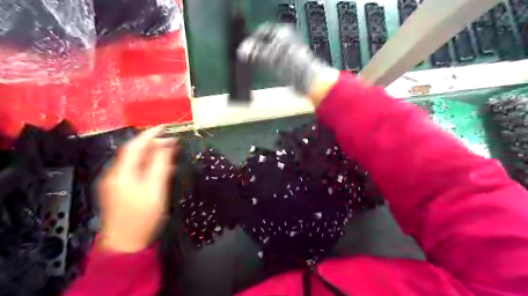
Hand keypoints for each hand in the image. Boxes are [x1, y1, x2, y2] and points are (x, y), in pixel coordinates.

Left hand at [96, 126, 175, 253]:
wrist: (125, 243)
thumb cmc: (144, 218)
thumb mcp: (157, 190)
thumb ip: (161, 165)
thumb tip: (168, 144)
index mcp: (123, 173)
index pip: (136, 145)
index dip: (151, 133)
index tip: (166, 126)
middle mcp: (114, 173)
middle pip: (132, 151)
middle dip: (151, 142)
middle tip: (171, 141)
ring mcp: (113, 181)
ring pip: (132, 159)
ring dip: (149, 151)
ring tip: (166, 151)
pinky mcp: (116, 187)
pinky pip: (131, 168)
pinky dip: (144, 162)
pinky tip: (155, 166)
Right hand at [238, 22, 337, 102]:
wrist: (308, 81)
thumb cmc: (294, 65)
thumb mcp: (271, 56)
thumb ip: (255, 52)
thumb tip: (242, 50)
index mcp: (283, 33)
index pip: (262, 31)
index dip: (252, 39)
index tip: (244, 48)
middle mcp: (286, 42)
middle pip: (266, 42)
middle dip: (256, 49)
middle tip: (247, 56)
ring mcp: (288, 54)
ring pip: (269, 53)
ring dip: (260, 58)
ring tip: (252, 63)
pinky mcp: (288, 66)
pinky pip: (274, 63)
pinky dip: (267, 65)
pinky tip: (263, 70)